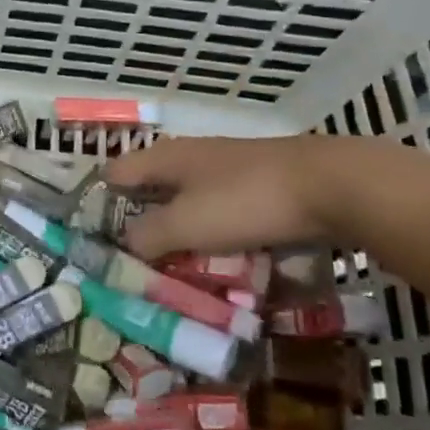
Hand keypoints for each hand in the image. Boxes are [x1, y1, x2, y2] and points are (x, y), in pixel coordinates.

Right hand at [103, 135, 365, 260]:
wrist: (333, 185)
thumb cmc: (246, 200)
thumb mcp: (185, 224)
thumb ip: (146, 236)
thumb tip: (121, 247)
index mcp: (164, 158)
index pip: (113, 176)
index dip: (99, 206)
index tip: (96, 243)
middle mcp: (190, 158)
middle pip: (150, 192)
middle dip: (140, 227)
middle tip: (133, 266)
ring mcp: (226, 170)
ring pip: (187, 205)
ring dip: (178, 235)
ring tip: (173, 272)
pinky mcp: (258, 186)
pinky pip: (220, 214)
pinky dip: (212, 236)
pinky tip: (220, 261)